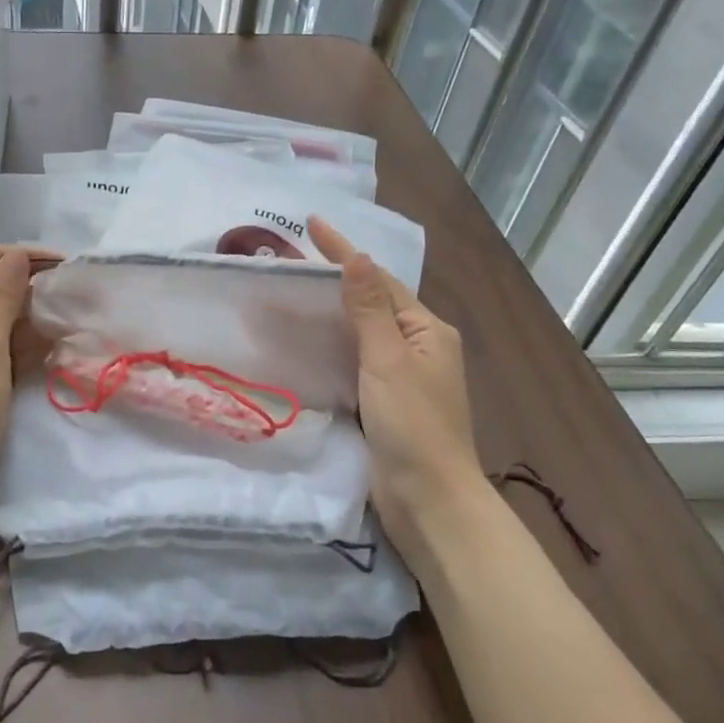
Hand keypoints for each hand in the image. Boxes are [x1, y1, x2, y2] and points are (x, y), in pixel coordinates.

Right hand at [308, 217, 485, 565]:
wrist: (428, 498)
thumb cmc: (412, 425)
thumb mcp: (387, 360)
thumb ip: (368, 310)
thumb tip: (357, 257)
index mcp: (427, 329)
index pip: (379, 280)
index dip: (345, 251)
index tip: (312, 223)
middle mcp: (419, 346)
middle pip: (373, 302)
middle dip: (338, 279)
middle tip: (295, 259)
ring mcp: (403, 376)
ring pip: (363, 332)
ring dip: (333, 312)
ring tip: (296, 293)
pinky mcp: (385, 402)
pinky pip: (356, 360)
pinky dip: (334, 345)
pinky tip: (309, 342)